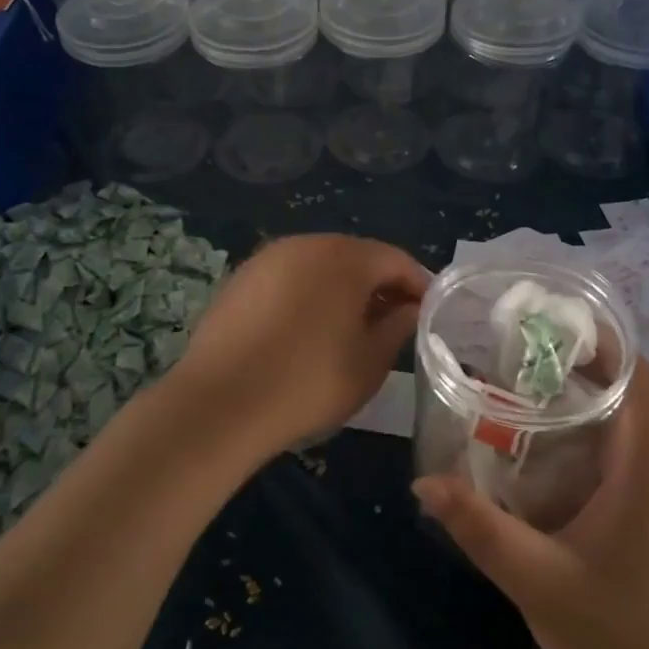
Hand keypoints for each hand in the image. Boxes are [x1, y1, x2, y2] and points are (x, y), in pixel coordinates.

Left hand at [169, 235, 428, 464]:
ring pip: (319, 266)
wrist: (221, 403)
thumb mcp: (369, 362)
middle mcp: (306, 245)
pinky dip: (307, 295)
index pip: (395, 260)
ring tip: (351, 327)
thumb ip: (397, 327)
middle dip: (379, 284)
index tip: (428, 312)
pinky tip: (306, 329)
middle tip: (393, 320)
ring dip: (342, 288)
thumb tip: (409, 309)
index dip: (417, 284)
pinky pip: (288, 278)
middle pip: (356, 256)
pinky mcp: (240, 279)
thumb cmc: (309, 381)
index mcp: (345, 257)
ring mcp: (268, 259)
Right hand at [413, 359, 648, 648]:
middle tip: (521, 351)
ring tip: (522, 385)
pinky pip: (619, 454)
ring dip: (583, 399)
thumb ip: (478, 527)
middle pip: (629, 394)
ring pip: (624, 425)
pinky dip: (585, 434)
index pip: (639, 381)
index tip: (555, 322)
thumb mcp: (535, 578)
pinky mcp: (646, 517)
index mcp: (643, 470)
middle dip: (581, 364)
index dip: (607, 342)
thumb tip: (423, 481)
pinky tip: (540, 448)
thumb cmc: (613, 633)